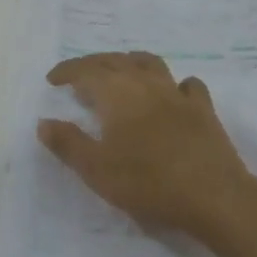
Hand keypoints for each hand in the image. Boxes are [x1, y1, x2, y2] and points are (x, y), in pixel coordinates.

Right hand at [37, 51, 256, 241]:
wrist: (212, 195)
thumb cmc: (147, 182)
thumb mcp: (96, 169)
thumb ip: (68, 143)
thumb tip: (44, 122)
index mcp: (116, 93)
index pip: (85, 71)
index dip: (67, 71)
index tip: (53, 79)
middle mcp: (145, 83)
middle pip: (115, 61)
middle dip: (93, 64)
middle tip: (79, 76)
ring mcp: (177, 93)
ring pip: (150, 63)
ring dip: (130, 62)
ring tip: (121, 71)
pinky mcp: (203, 109)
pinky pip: (187, 85)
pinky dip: (173, 84)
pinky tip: (172, 93)